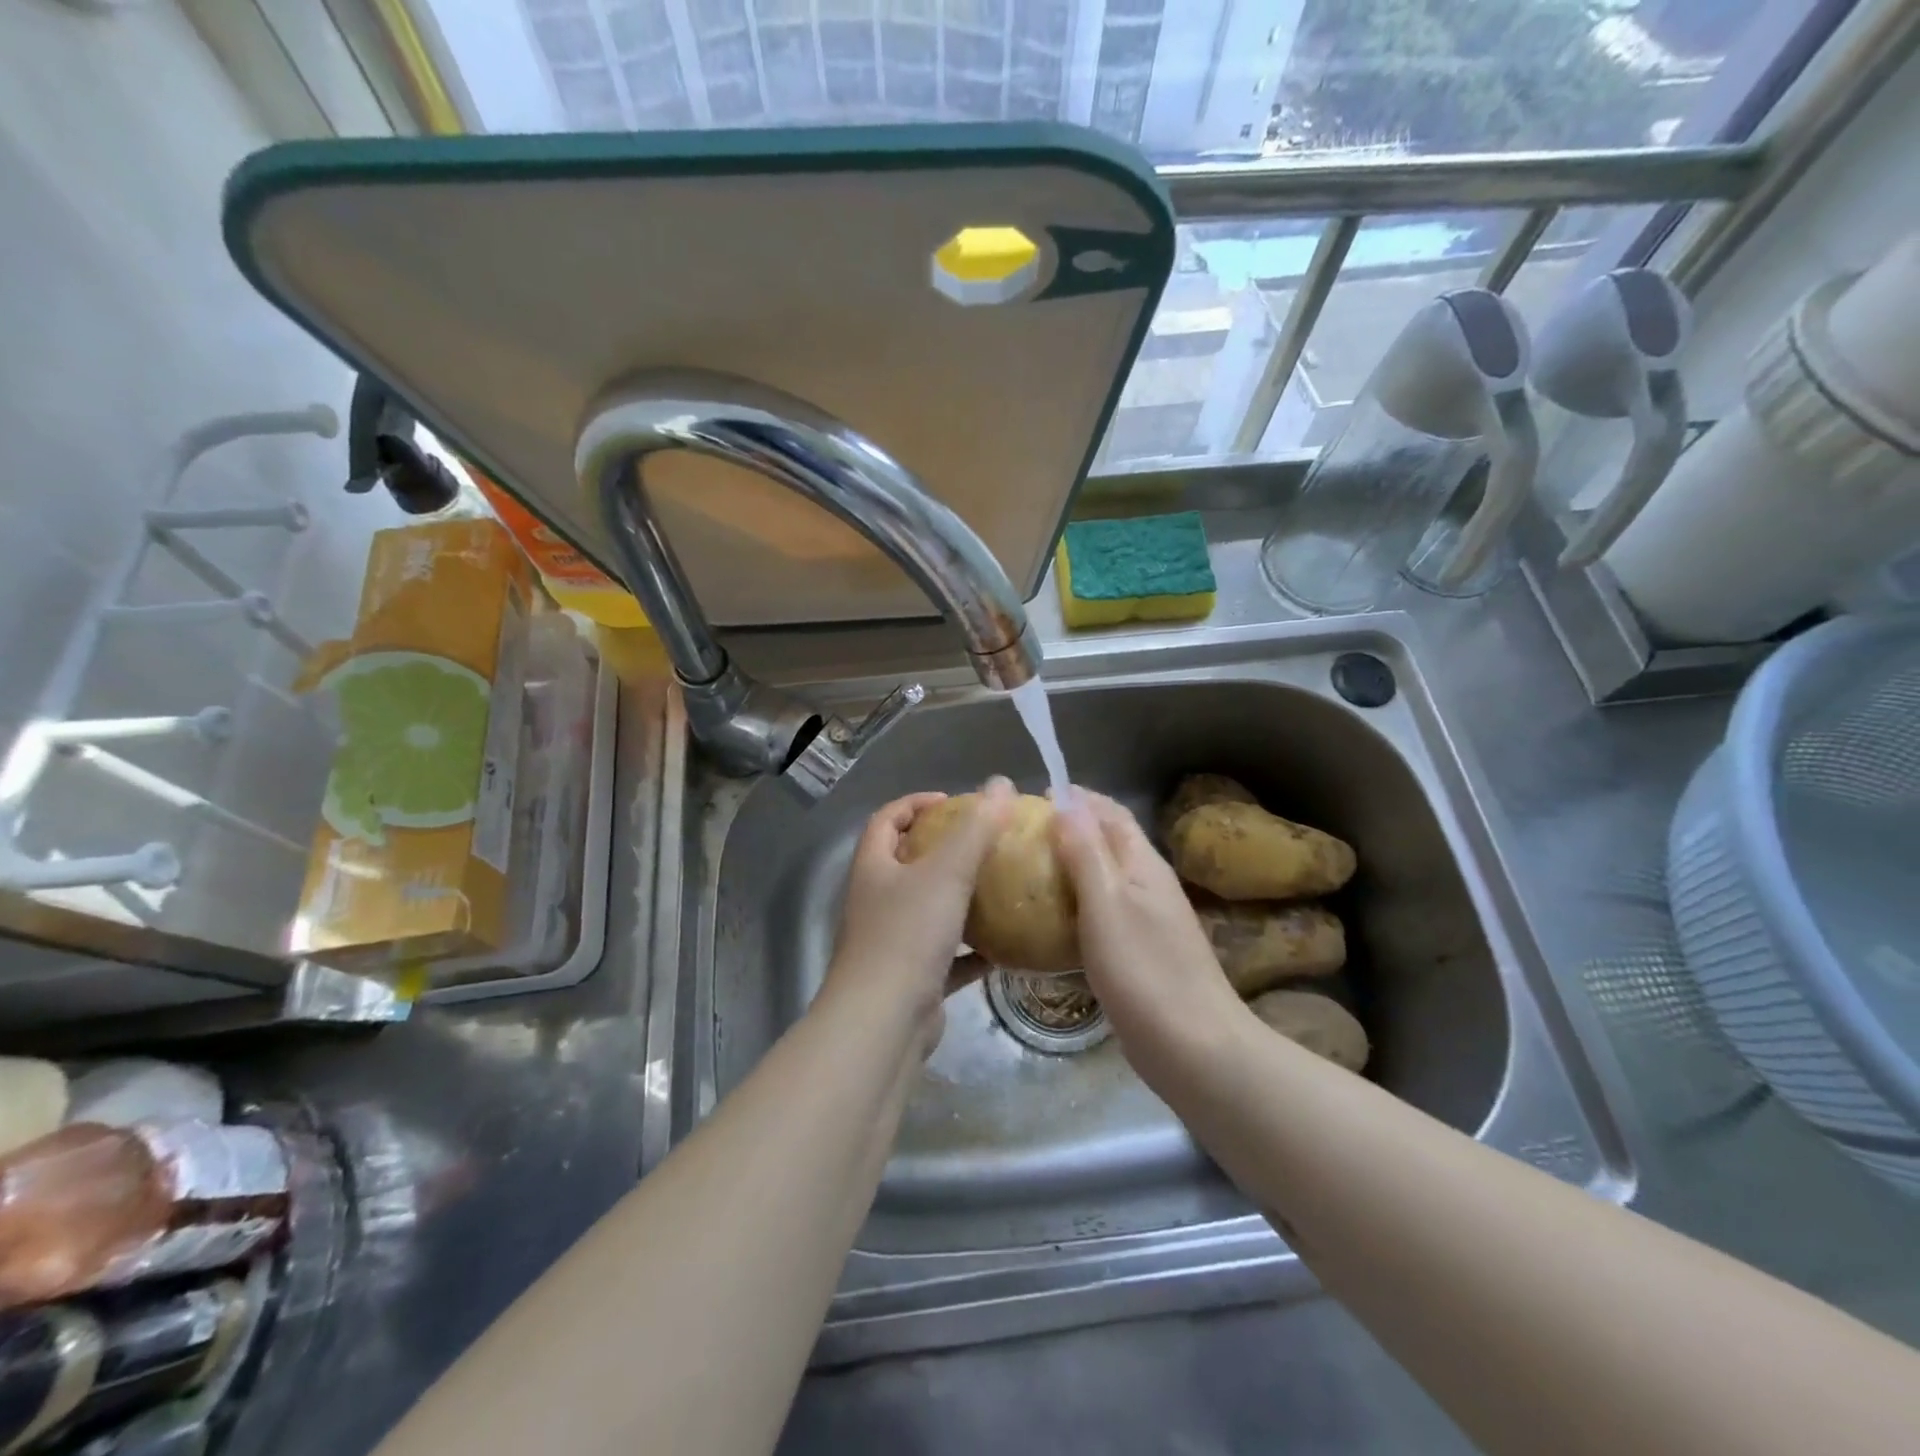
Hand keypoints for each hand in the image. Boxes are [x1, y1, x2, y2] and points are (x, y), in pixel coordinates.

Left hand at [821, 778, 1016, 1052]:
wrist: (883, 1023)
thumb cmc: (907, 936)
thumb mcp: (946, 873)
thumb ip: (976, 828)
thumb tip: (1002, 784)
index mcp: (873, 868)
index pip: (886, 819)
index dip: (915, 803)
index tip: (953, 801)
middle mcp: (876, 901)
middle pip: (906, 862)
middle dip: (943, 849)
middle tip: (984, 843)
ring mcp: (891, 942)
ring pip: (927, 909)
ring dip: (959, 898)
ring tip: (999, 887)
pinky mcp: (911, 979)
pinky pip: (946, 955)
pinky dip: (971, 949)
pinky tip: (1004, 947)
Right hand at [1052, 791, 1247, 1073]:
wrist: (1193, 1047)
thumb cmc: (1144, 970)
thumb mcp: (1106, 904)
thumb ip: (1086, 853)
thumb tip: (1066, 804)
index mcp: (1142, 864)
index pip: (1111, 813)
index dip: (1078, 798)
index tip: (1036, 795)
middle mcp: (1148, 884)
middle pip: (1109, 842)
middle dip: (1071, 828)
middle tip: (1023, 833)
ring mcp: (1147, 920)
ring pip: (1104, 878)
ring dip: (1071, 866)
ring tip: (1028, 870)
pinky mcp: (1140, 954)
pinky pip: (1102, 913)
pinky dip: (1076, 904)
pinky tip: (1051, 921)